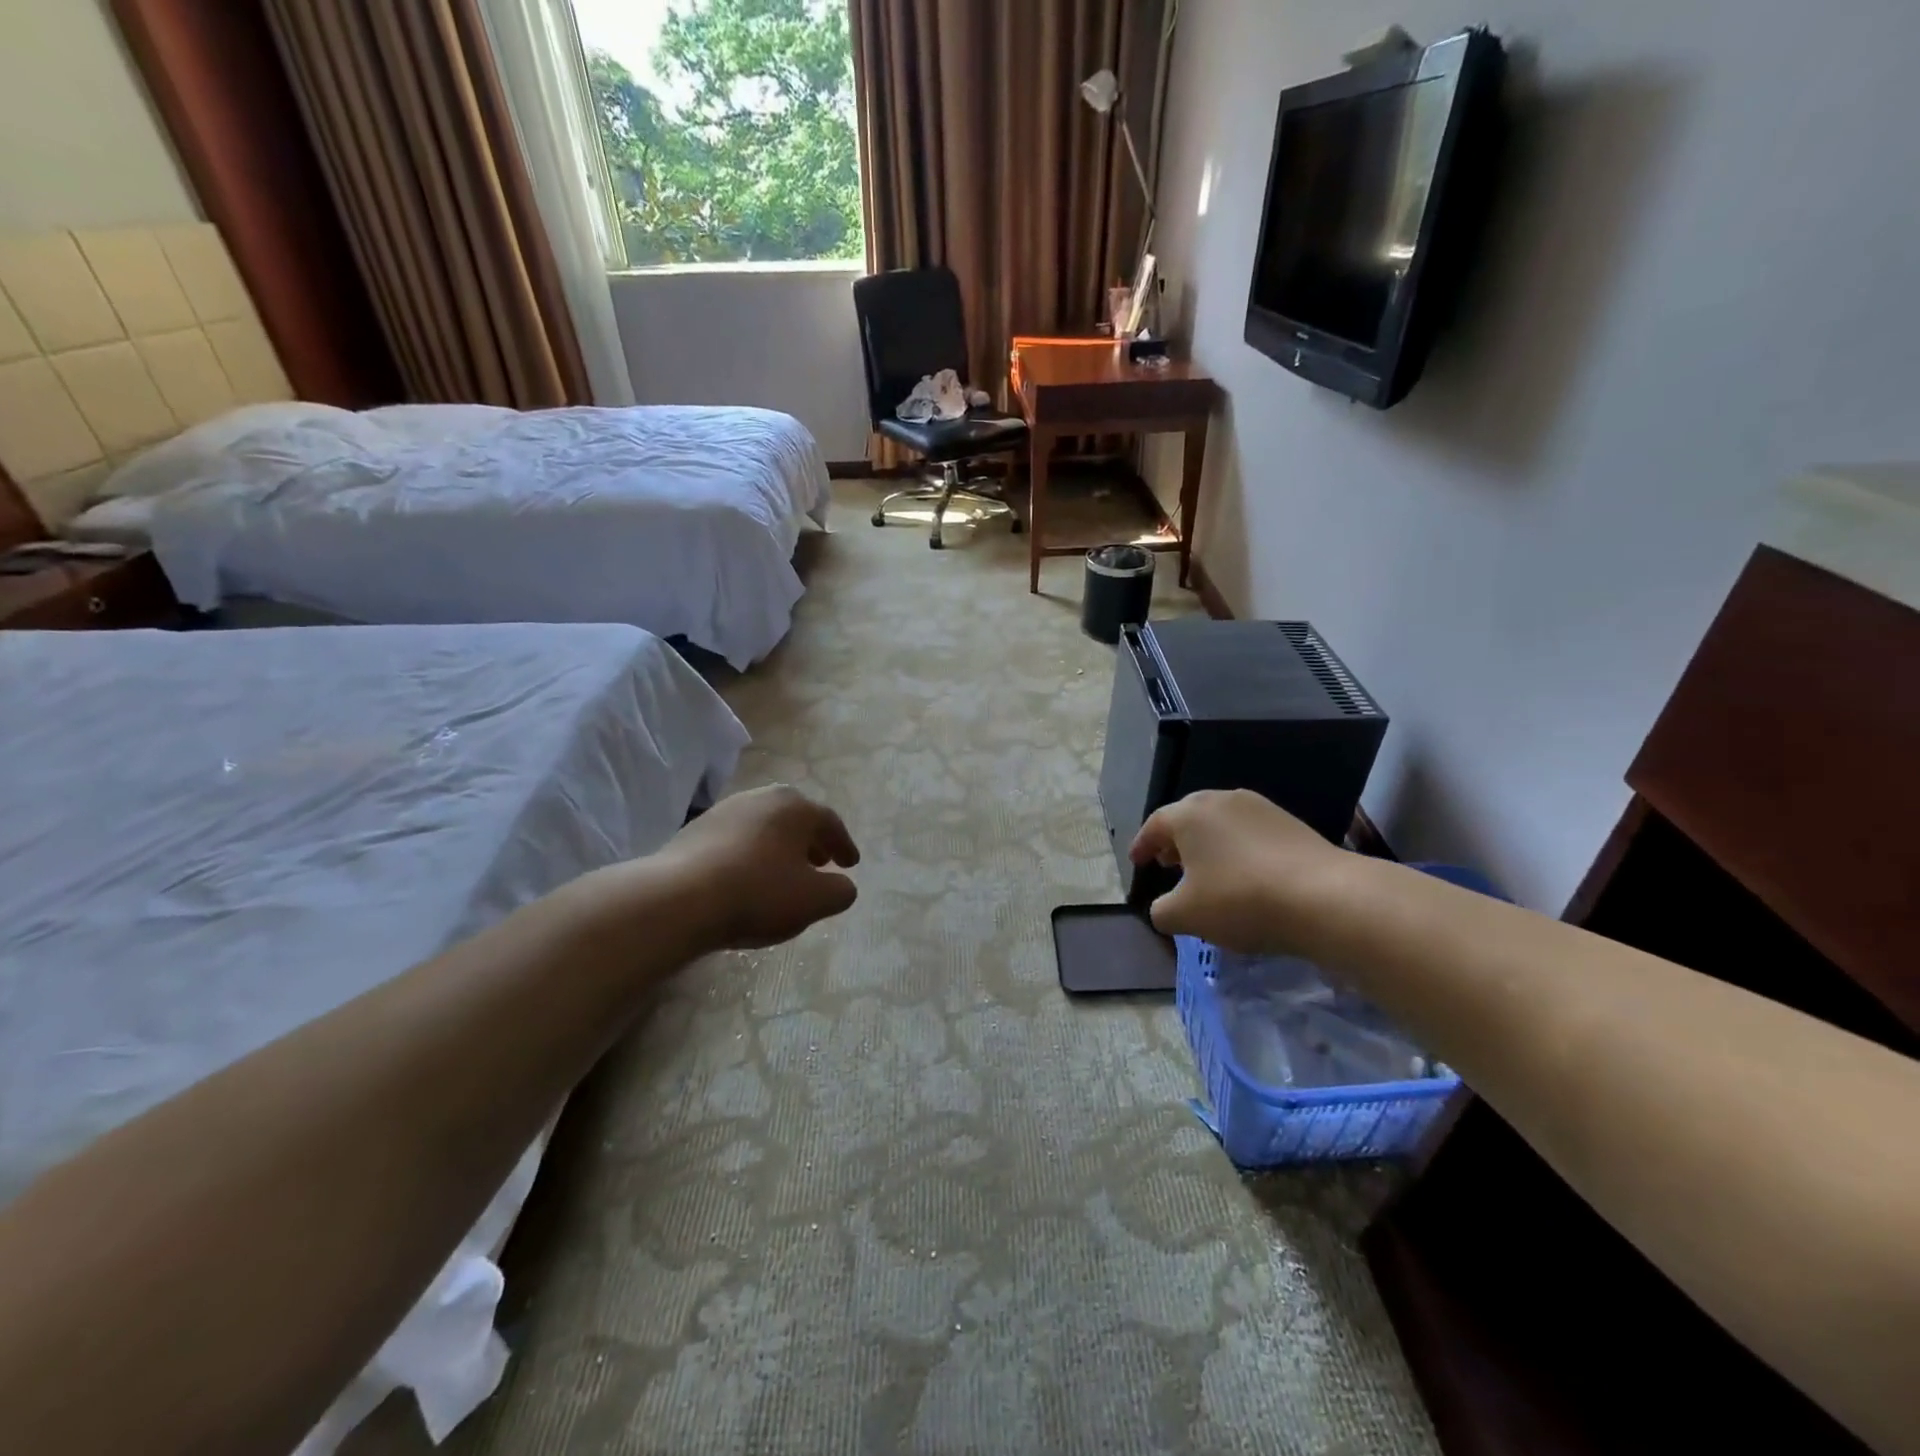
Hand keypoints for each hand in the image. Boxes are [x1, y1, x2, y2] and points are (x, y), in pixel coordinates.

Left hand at [646, 785, 860, 949]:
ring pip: (765, 826)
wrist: (679, 898)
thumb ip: (840, 891)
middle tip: (821, 862)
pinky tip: (747, 877)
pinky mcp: (697, 828)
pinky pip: (737, 838)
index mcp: (796, 807)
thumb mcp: (814, 901)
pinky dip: (751, 853)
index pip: (830, 823)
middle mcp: (763, 798)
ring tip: (784, 872)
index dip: (844, 846)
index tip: (851, 865)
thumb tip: (843, 885)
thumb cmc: (759, 893)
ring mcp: (726, 810)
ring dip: (780, 846)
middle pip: (796, 818)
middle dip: (811, 841)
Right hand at [1129, 789, 1346, 953]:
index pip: (1155, 824)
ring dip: (1208, 845)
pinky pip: (1249, 833)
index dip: (1143, 844)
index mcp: (1189, 814)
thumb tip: (1164, 908)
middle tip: (1170, 864)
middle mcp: (1221, 800)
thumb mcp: (1185, 916)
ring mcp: (1260, 808)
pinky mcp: (1290, 823)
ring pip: (1221, 823)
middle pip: (1189, 817)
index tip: (1137, 862)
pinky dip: (1237, 850)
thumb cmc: (1240, 899)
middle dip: (1175, 841)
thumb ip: (1162, 911)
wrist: (1324, 897)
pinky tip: (1244, 876)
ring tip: (1207, 872)